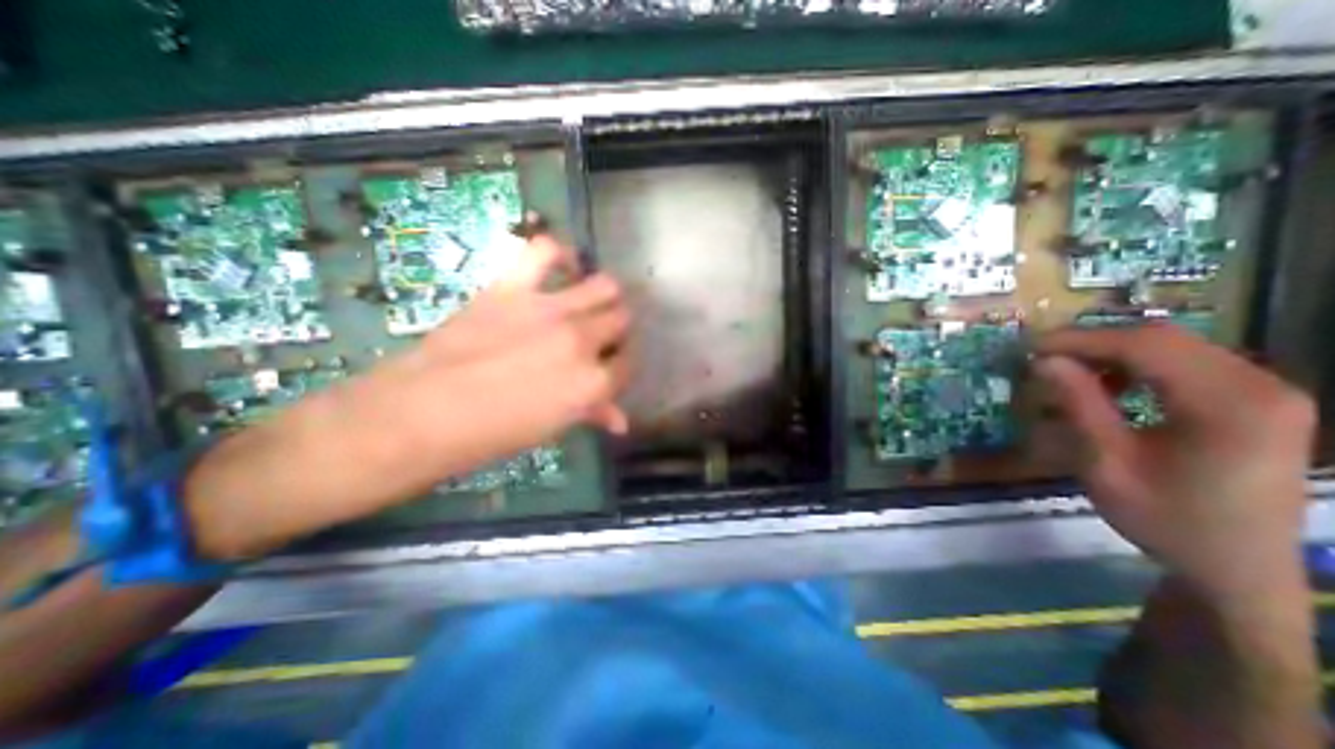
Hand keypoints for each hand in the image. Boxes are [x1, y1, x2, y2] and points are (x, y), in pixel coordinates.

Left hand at [403, 235, 632, 454]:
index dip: (622, 364)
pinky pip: (546, 250)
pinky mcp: (514, 287)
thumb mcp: (553, 428)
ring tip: (589, 303)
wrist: (425, 413)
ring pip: (605, 285)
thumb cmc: (494, 433)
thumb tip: (620, 422)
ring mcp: (551, 310)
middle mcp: (582, 341)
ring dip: (604, 295)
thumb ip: (592, 415)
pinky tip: (562, 267)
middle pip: (622, 319)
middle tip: (600, 336)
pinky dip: (559, 254)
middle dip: (617, 329)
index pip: (628, 364)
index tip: (611, 366)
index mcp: (593, 383)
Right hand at [1031, 325, 1310, 604]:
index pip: (1144, 346)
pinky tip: (1109, 388)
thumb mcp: (1108, 463)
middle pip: (1161, 339)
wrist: (1238, 568)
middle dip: (1090, 343)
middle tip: (1040, 358)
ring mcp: (1266, 392)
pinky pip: (1187, 364)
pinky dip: (1136, 367)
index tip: (1026, 348)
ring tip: (1067, 374)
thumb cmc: (1167, 520)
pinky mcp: (1257, 401)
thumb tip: (1044, 361)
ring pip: (1173, 346)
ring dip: (1110, 354)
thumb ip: (1079, 405)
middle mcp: (1261, 386)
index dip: (1078, 340)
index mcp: (1230, 405)